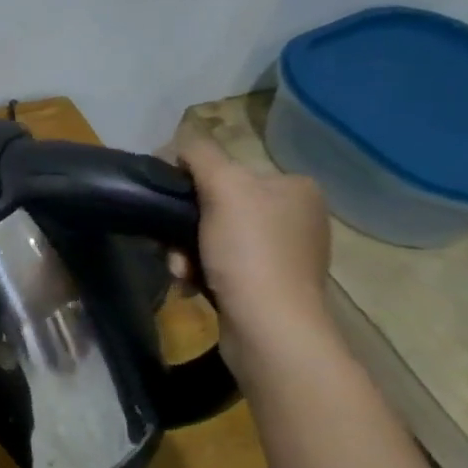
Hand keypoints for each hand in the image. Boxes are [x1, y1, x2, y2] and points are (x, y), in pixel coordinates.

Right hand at [179, 137, 333, 365]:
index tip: (170, 208)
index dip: (191, 186)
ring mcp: (285, 254)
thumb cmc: (249, 252)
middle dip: (186, 227)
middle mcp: (297, 216)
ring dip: (188, 252)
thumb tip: (181, 140)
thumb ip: (200, 154)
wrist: (269, 328)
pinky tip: (193, 285)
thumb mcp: (224, 187)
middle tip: (173, 249)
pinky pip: (223, 267)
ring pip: (215, 239)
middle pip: (218, 207)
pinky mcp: (270, 286)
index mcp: (295, 187)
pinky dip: (202, 273)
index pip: (228, 171)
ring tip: (182, 272)